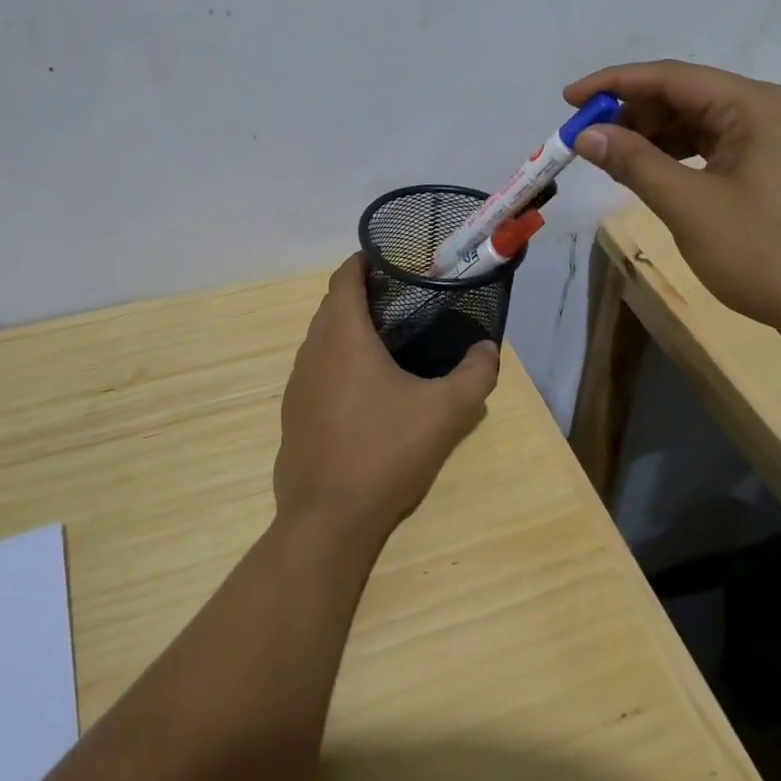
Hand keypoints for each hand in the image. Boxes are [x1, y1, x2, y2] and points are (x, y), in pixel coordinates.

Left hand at [274, 255, 500, 547]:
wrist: (328, 519)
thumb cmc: (385, 452)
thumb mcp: (445, 413)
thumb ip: (475, 375)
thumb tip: (487, 349)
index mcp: (343, 336)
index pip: (344, 278)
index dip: (363, 262)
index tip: (389, 261)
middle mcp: (313, 351)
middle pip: (331, 307)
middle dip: (360, 296)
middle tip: (400, 301)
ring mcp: (298, 385)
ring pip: (321, 340)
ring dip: (347, 331)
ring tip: (386, 343)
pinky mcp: (293, 415)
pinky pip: (315, 372)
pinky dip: (336, 364)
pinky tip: (364, 392)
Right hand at [564, 60, 780, 353]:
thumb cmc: (767, 251)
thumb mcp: (690, 206)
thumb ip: (635, 163)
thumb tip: (587, 134)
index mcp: (750, 105)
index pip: (669, 77)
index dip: (613, 84)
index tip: (568, 99)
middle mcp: (763, 111)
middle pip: (682, 96)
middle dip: (630, 114)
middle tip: (586, 141)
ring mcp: (770, 142)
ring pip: (695, 124)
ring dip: (650, 137)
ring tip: (611, 160)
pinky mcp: (770, 171)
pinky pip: (711, 149)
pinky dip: (675, 158)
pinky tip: (651, 176)